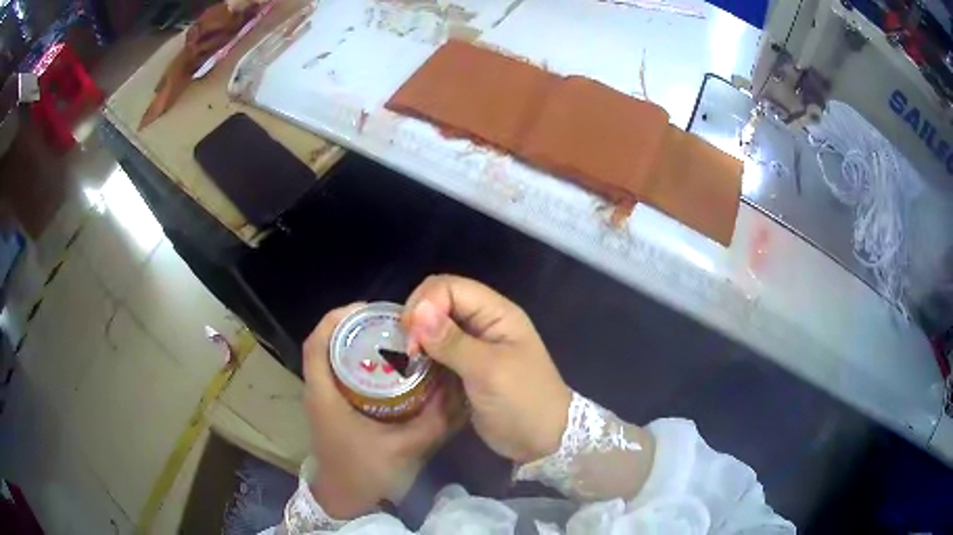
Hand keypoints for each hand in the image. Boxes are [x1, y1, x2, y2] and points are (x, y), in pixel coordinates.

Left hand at [302, 304, 455, 519]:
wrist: (346, 500)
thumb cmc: (365, 472)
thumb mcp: (405, 448)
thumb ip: (434, 421)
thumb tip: (458, 390)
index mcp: (325, 395)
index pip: (316, 344)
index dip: (336, 318)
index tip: (368, 308)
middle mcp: (318, 392)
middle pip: (325, 345)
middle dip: (353, 326)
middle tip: (389, 321)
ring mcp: (322, 401)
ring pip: (331, 359)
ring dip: (354, 343)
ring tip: (389, 337)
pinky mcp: (331, 409)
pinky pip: (338, 374)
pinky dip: (356, 363)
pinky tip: (384, 369)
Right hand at [403, 275, 571, 463]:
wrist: (542, 440)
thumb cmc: (523, 402)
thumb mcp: (489, 371)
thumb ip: (453, 342)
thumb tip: (417, 312)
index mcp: (497, 313)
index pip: (450, 287)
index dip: (426, 304)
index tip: (412, 339)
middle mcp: (484, 322)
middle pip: (440, 301)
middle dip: (418, 319)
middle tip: (409, 351)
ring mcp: (475, 344)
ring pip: (436, 325)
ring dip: (419, 337)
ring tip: (409, 360)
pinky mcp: (465, 365)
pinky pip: (438, 348)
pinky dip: (424, 354)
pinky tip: (416, 368)